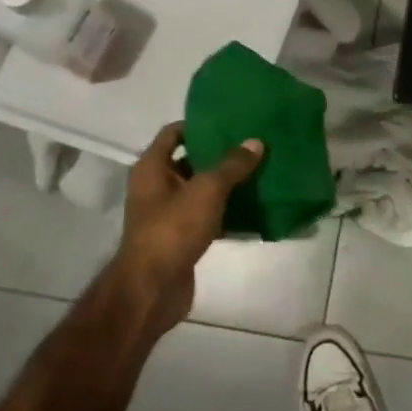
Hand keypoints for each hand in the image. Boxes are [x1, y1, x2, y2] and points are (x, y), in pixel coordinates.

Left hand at [111, 123, 262, 326]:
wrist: (152, 291)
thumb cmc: (172, 229)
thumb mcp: (206, 190)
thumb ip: (232, 165)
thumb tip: (256, 142)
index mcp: (152, 168)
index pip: (173, 133)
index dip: (198, 123)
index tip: (229, 120)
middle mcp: (156, 187)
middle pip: (190, 160)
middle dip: (220, 153)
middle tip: (252, 144)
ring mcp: (168, 214)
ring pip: (202, 190)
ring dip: (227, 183)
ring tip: (259, 170)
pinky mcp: (182, 238)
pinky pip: (208, 216)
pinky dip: (228, 211)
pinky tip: (255, 207)